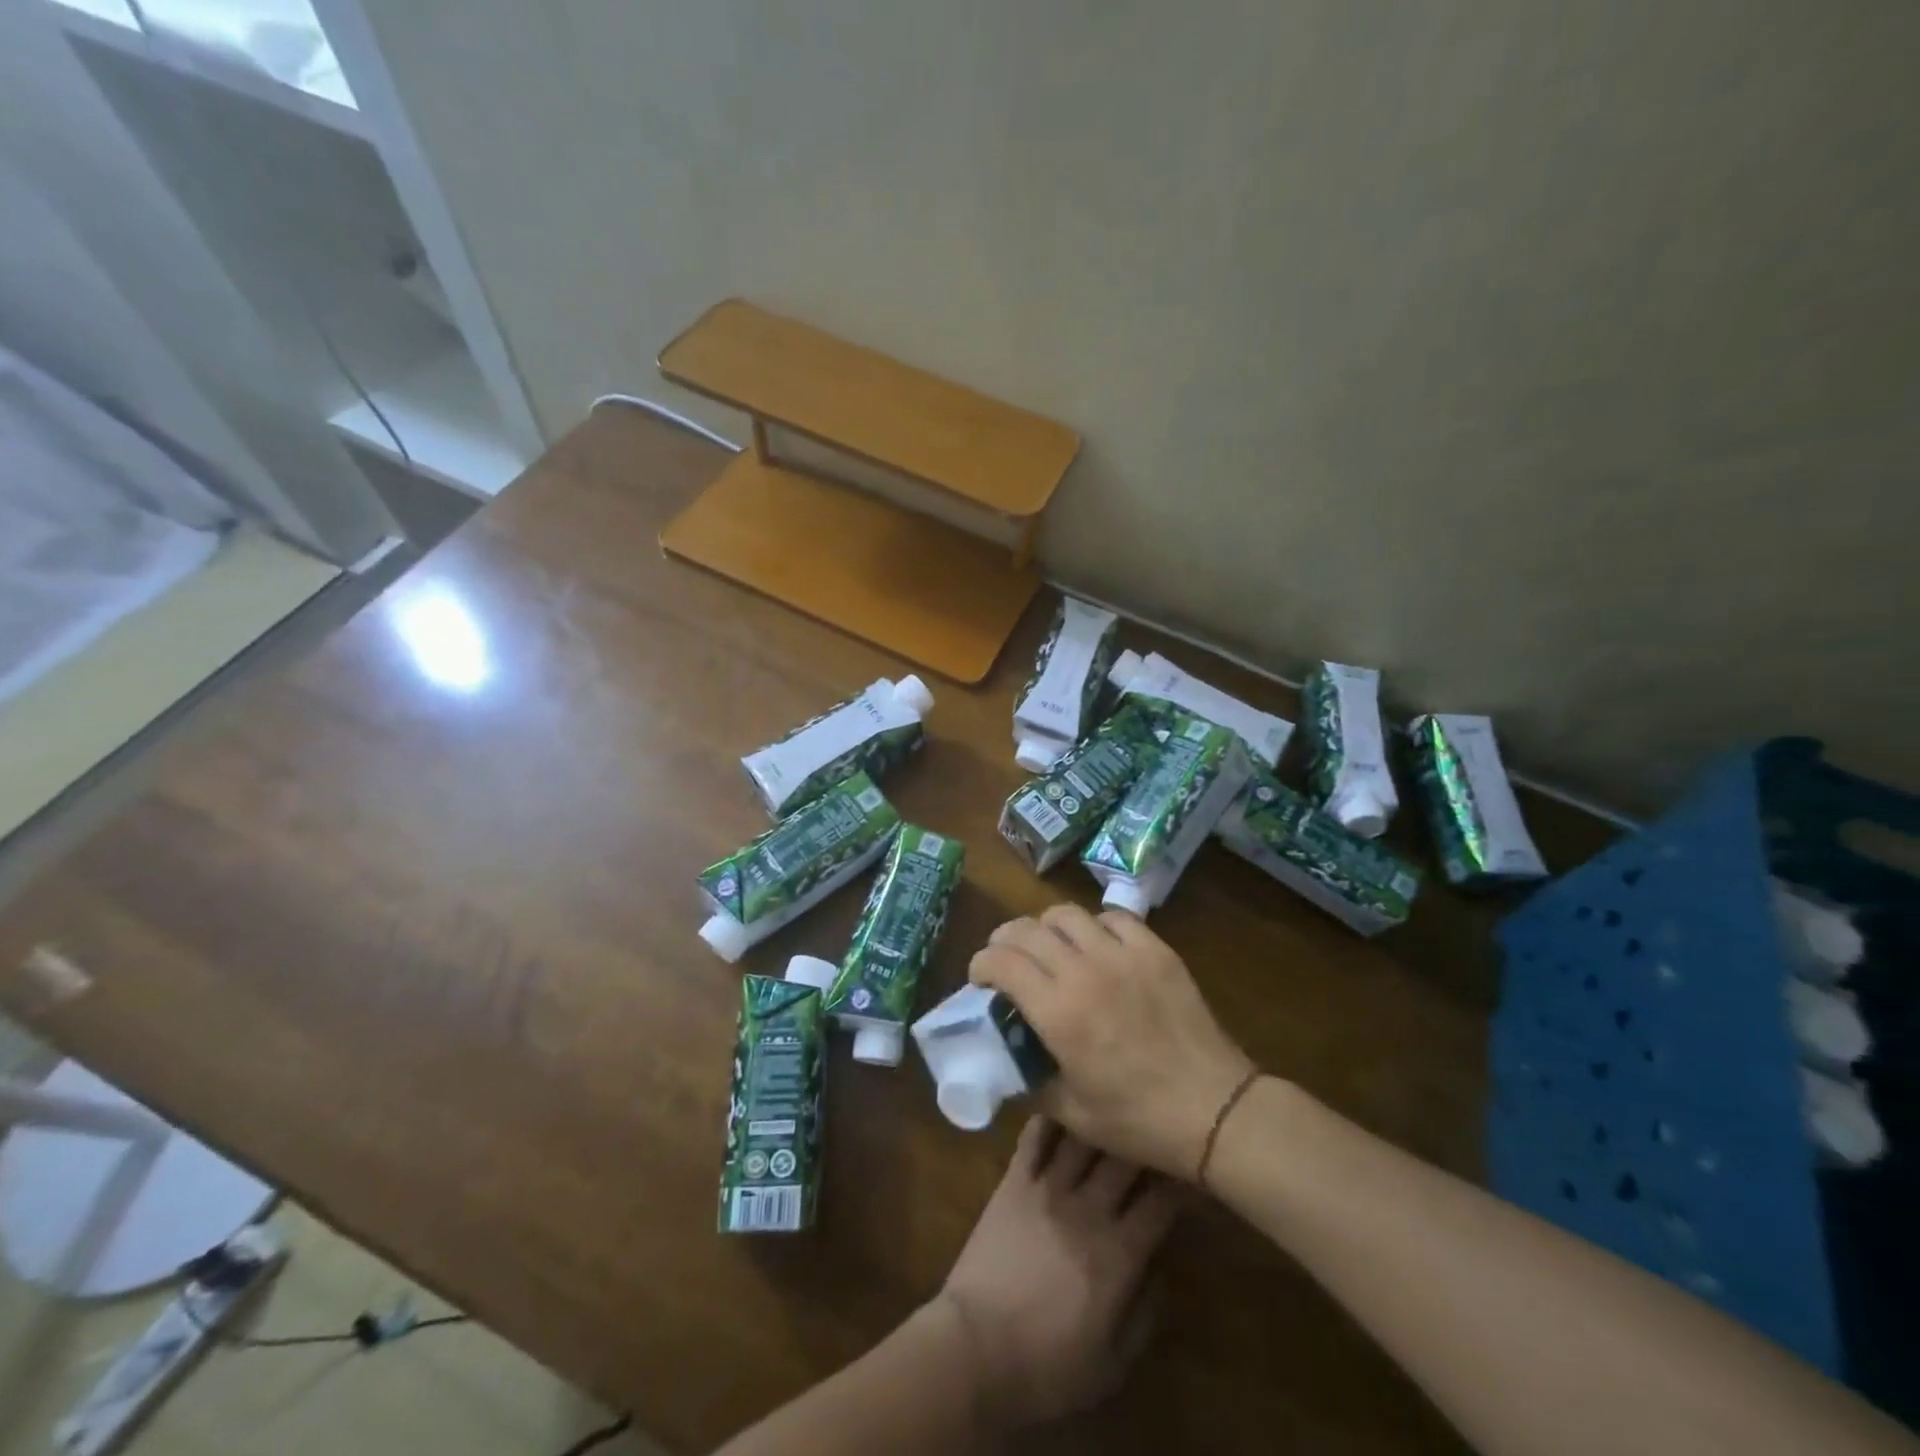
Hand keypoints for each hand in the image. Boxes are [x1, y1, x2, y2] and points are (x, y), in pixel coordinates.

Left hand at [936, 1118, 1181, 1429]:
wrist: (975, 1347)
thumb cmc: (1046, 1365)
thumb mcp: (1111, 1365)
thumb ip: (1143, 1316)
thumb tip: (1160, 1273)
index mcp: (1119, 1253)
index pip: (1161, 1203)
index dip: (1180, 1181)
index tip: (1187, 1168)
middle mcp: (1088, 1208)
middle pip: (1125, 1157)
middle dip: (1143, 1139)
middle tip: (1151, 1126)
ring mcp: (1048, 1187)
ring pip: (1082, 1136)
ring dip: (1099, 1119)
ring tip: (1110, 1104)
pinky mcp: (1013, 1180)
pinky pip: (1034, 1137)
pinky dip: (1050, 1117)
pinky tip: (1060, 1101)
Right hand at [970, 905, 1256, 1177]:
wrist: (1214, 1108)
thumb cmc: (1138, 1119)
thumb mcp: (1071, 1113)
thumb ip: (1031, 1081)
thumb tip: (1008, 1062)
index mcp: (1058, 1011)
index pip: (1001, 961)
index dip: (981, 964)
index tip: (980, 980)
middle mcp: (1084, 971)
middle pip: (1027, 930)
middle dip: (1004, 940)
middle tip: (1006, 959)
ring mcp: (1122, 954)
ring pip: (1066, 914)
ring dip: (1046, 928)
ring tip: (1049, 947)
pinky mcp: (1155, 950)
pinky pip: (1113, 918)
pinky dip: (1094, 926)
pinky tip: (1097, 946)